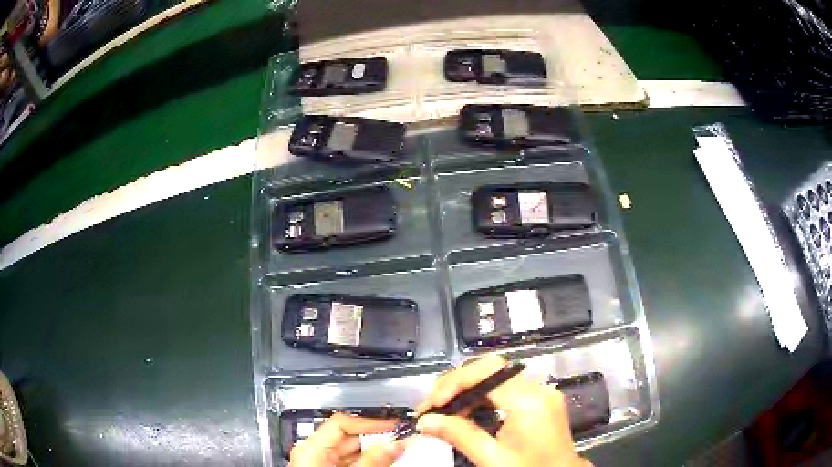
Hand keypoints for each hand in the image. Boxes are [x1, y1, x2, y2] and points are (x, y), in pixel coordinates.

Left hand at [289, 412, 404, 466]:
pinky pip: (349, 460)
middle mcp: (312, 451)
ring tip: (397, 450)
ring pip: (351, 450)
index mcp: (310, 447)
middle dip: (377, 437)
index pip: (343, 422)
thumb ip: (372, 459)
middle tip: (402, 439)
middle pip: (349, 436)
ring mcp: (318, 462)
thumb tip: (396, 443)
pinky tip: (383, 461)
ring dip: (375, 450)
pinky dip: (367, 460)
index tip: (395, 424)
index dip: (371, 421)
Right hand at [415, 355, 591, 466]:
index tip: (430, 405)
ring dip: (467, 390)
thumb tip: (425, 421)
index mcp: (529, 401)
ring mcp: (542, 392)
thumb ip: (460, 436)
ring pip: (496, 376)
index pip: (486, 373)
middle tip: (432, 407)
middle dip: (457, 384)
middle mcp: (538, 388)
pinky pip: (506, 389)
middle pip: (491, 368)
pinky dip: (482, 397)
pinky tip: (467, 414)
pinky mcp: (541, 400)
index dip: (453, 383)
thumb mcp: (493, 459)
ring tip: (444, 412)